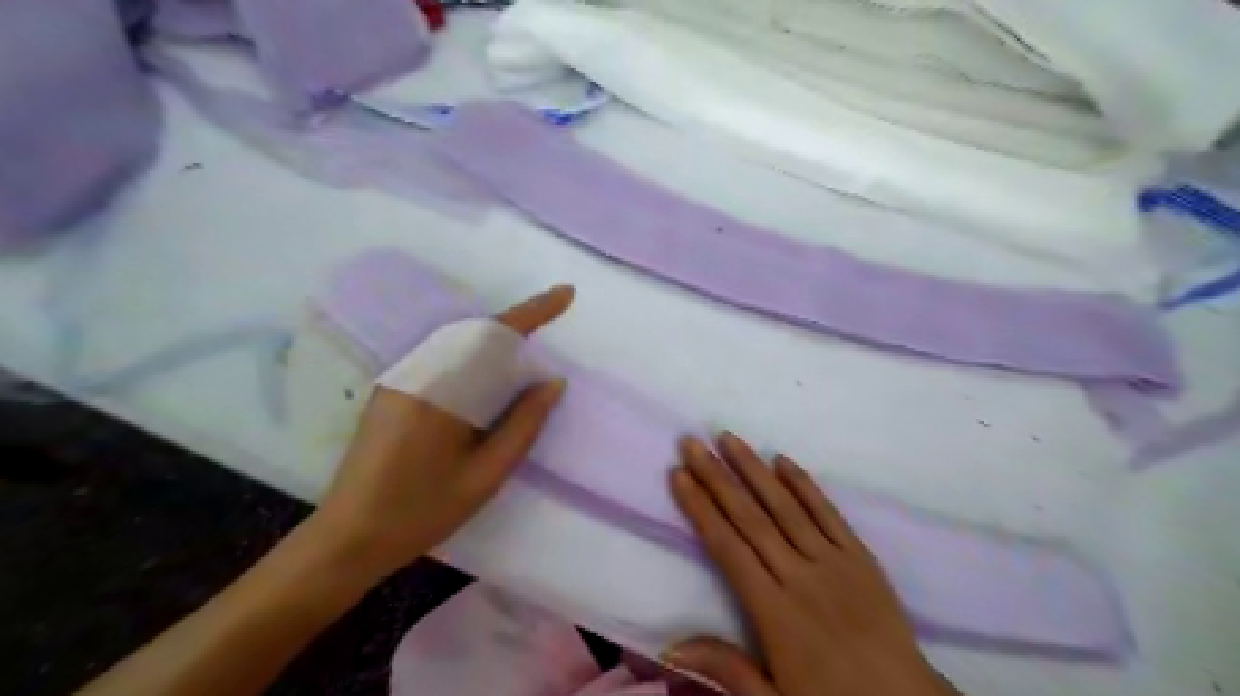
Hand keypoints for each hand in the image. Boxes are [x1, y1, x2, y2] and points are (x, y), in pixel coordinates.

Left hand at [311, 282, 582, 580]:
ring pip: (457, 344)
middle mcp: (415, 373)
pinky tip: (486, 384)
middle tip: (546, 341)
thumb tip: (553, 383)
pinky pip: (441, 359)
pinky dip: (472, 360)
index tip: (566, 294)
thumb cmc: (421, 513)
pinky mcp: (392, 391)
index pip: (493, 336)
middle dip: (515, 329)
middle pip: (474, 333)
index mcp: (438, 391)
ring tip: (522, 368)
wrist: (347, 539)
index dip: (534, 311)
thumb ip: (523, 425)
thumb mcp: (486, 475)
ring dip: (493, 345)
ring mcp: (399, 380)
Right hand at [663, 435, 950, 694]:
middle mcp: (799, 576)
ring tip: (728, 438)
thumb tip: (670, 645)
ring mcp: (833, 561)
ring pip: (785, 506)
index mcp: (774, 612)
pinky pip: (828, 513)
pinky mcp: (861, 557)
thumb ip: (725, 669)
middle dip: (716, 477)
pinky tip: (782, 461)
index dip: (700, 509)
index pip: (727, 547)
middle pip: (750, 517)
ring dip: (754, 469)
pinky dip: (804, 484)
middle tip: (691, 443)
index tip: (678, 476)